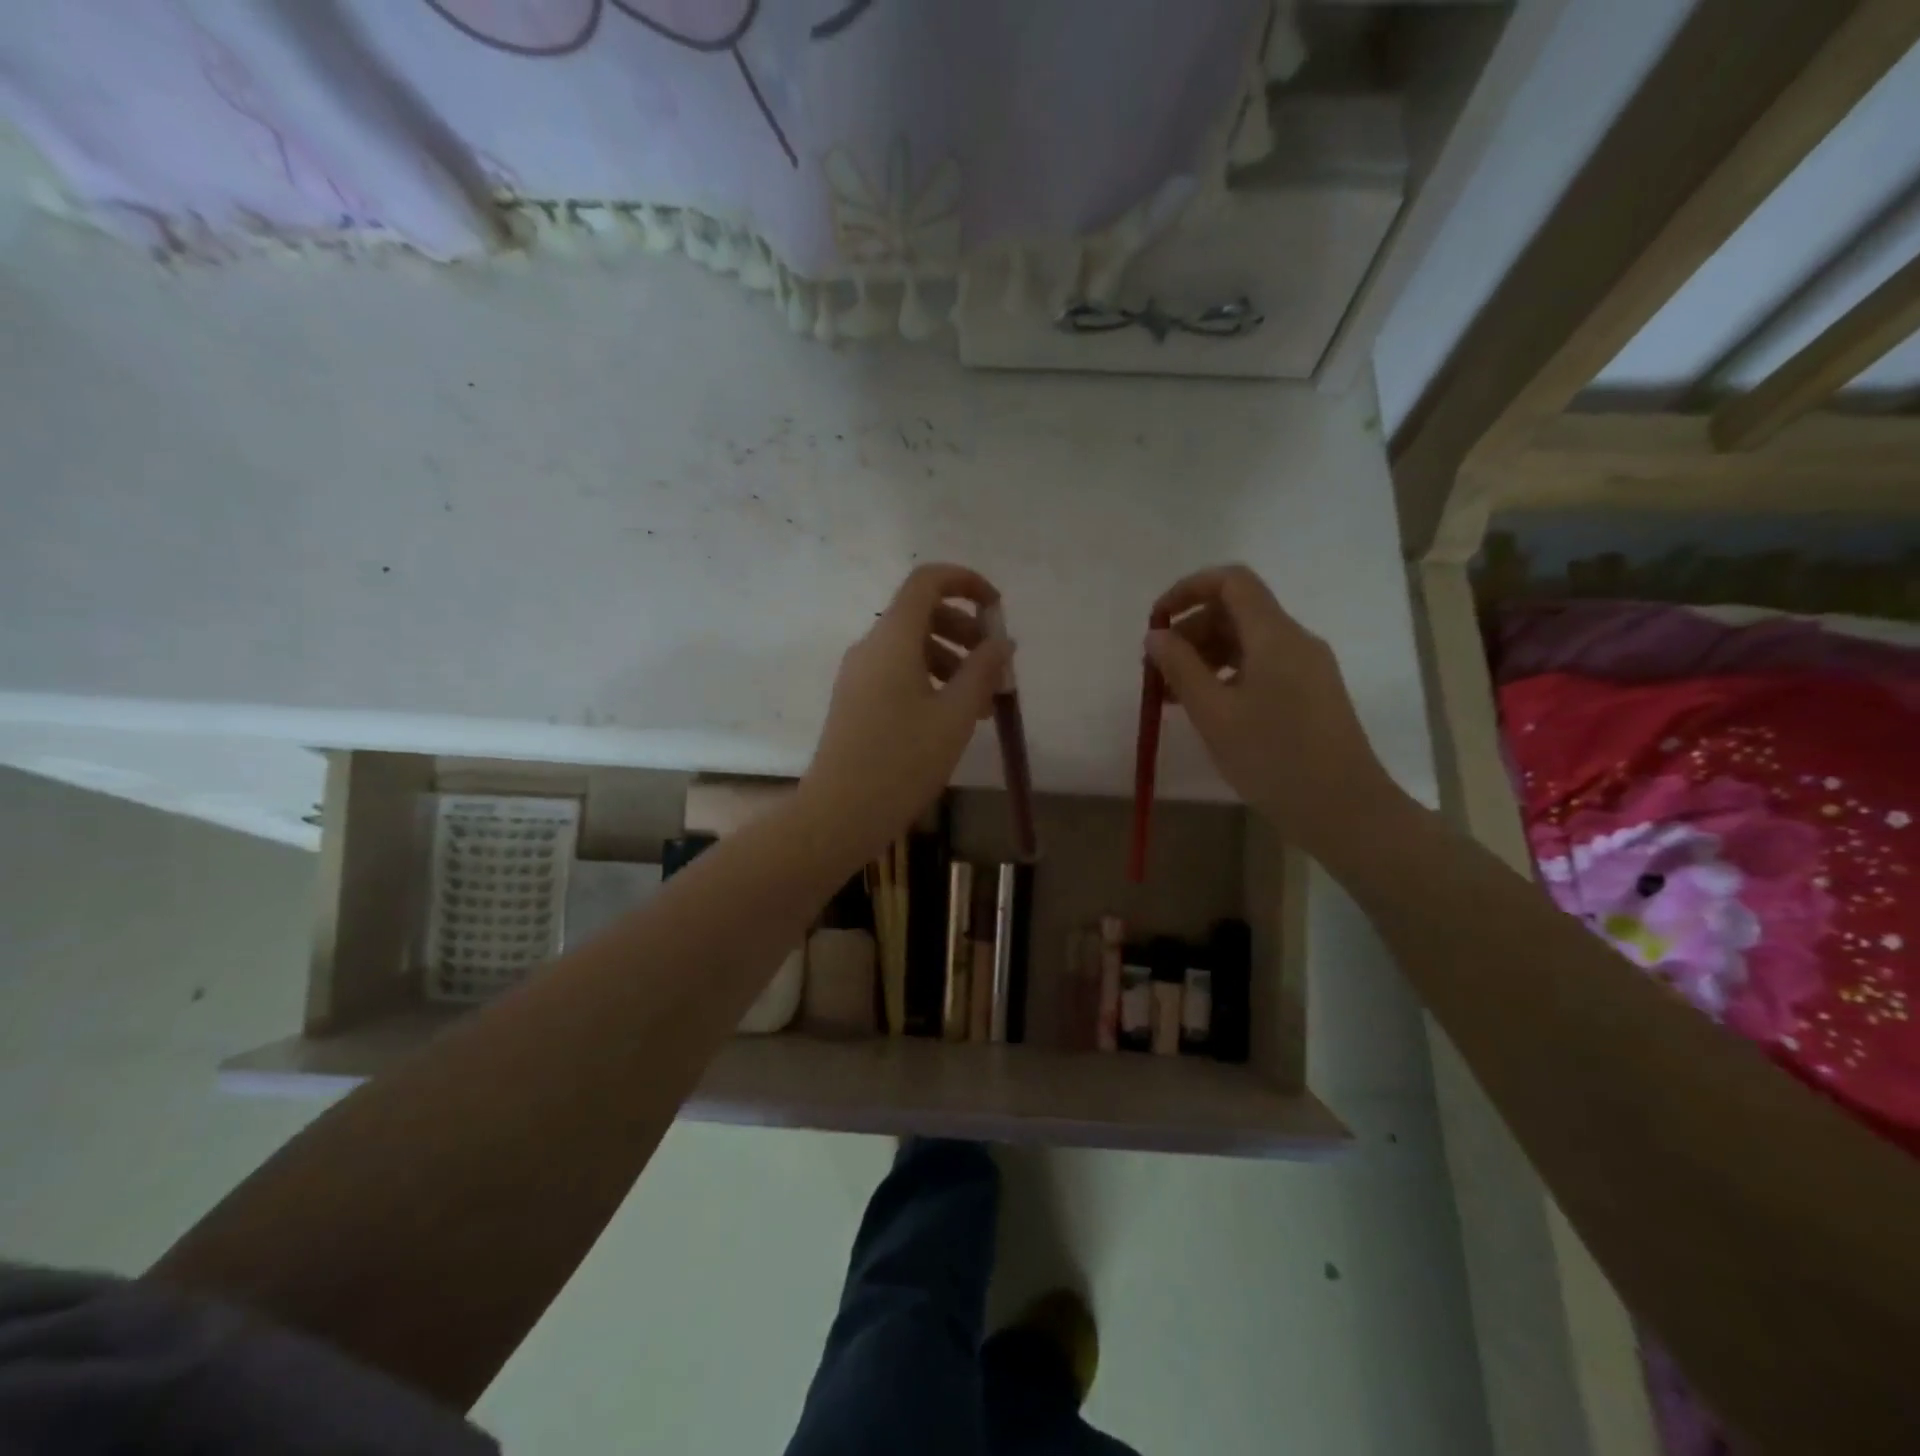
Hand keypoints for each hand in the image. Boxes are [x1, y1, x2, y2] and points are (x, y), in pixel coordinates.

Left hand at [800, 564, 1013, 861]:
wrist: (840, 812)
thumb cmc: (902, 761)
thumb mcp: (955, 715)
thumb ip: (982, 670)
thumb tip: (1001, 642)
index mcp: (893, 639)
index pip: (927, 581)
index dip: (966, 582)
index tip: (997, 609)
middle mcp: (871, 647)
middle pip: (922, 614)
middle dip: (966, 631)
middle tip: (995, 667)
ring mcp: (859, 674)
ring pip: (912, 647)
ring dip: (953, 662)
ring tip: (984, 706)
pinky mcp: (856, 700)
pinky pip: (898, 673)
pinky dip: (931, 681)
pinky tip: (953, 719)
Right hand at [1145, 565, 1397, 851]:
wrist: (1344, 809)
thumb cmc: (1273, 757)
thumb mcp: (1213, 713)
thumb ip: (1180, 668)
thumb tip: (1156, 636)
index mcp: (1274, 635)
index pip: (1231, 581)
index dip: (1188, 589)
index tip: (1156, 621)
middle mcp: (1295, 641)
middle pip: (1236, 611)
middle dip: (1191, 631)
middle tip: (1156, 671)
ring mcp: (1307, 668)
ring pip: (1247, 642)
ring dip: (1205, 657)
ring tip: (1172, 696)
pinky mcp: (1310, 694)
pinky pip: (1261, 667)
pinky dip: (1227, 675)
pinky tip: (1206, 709)